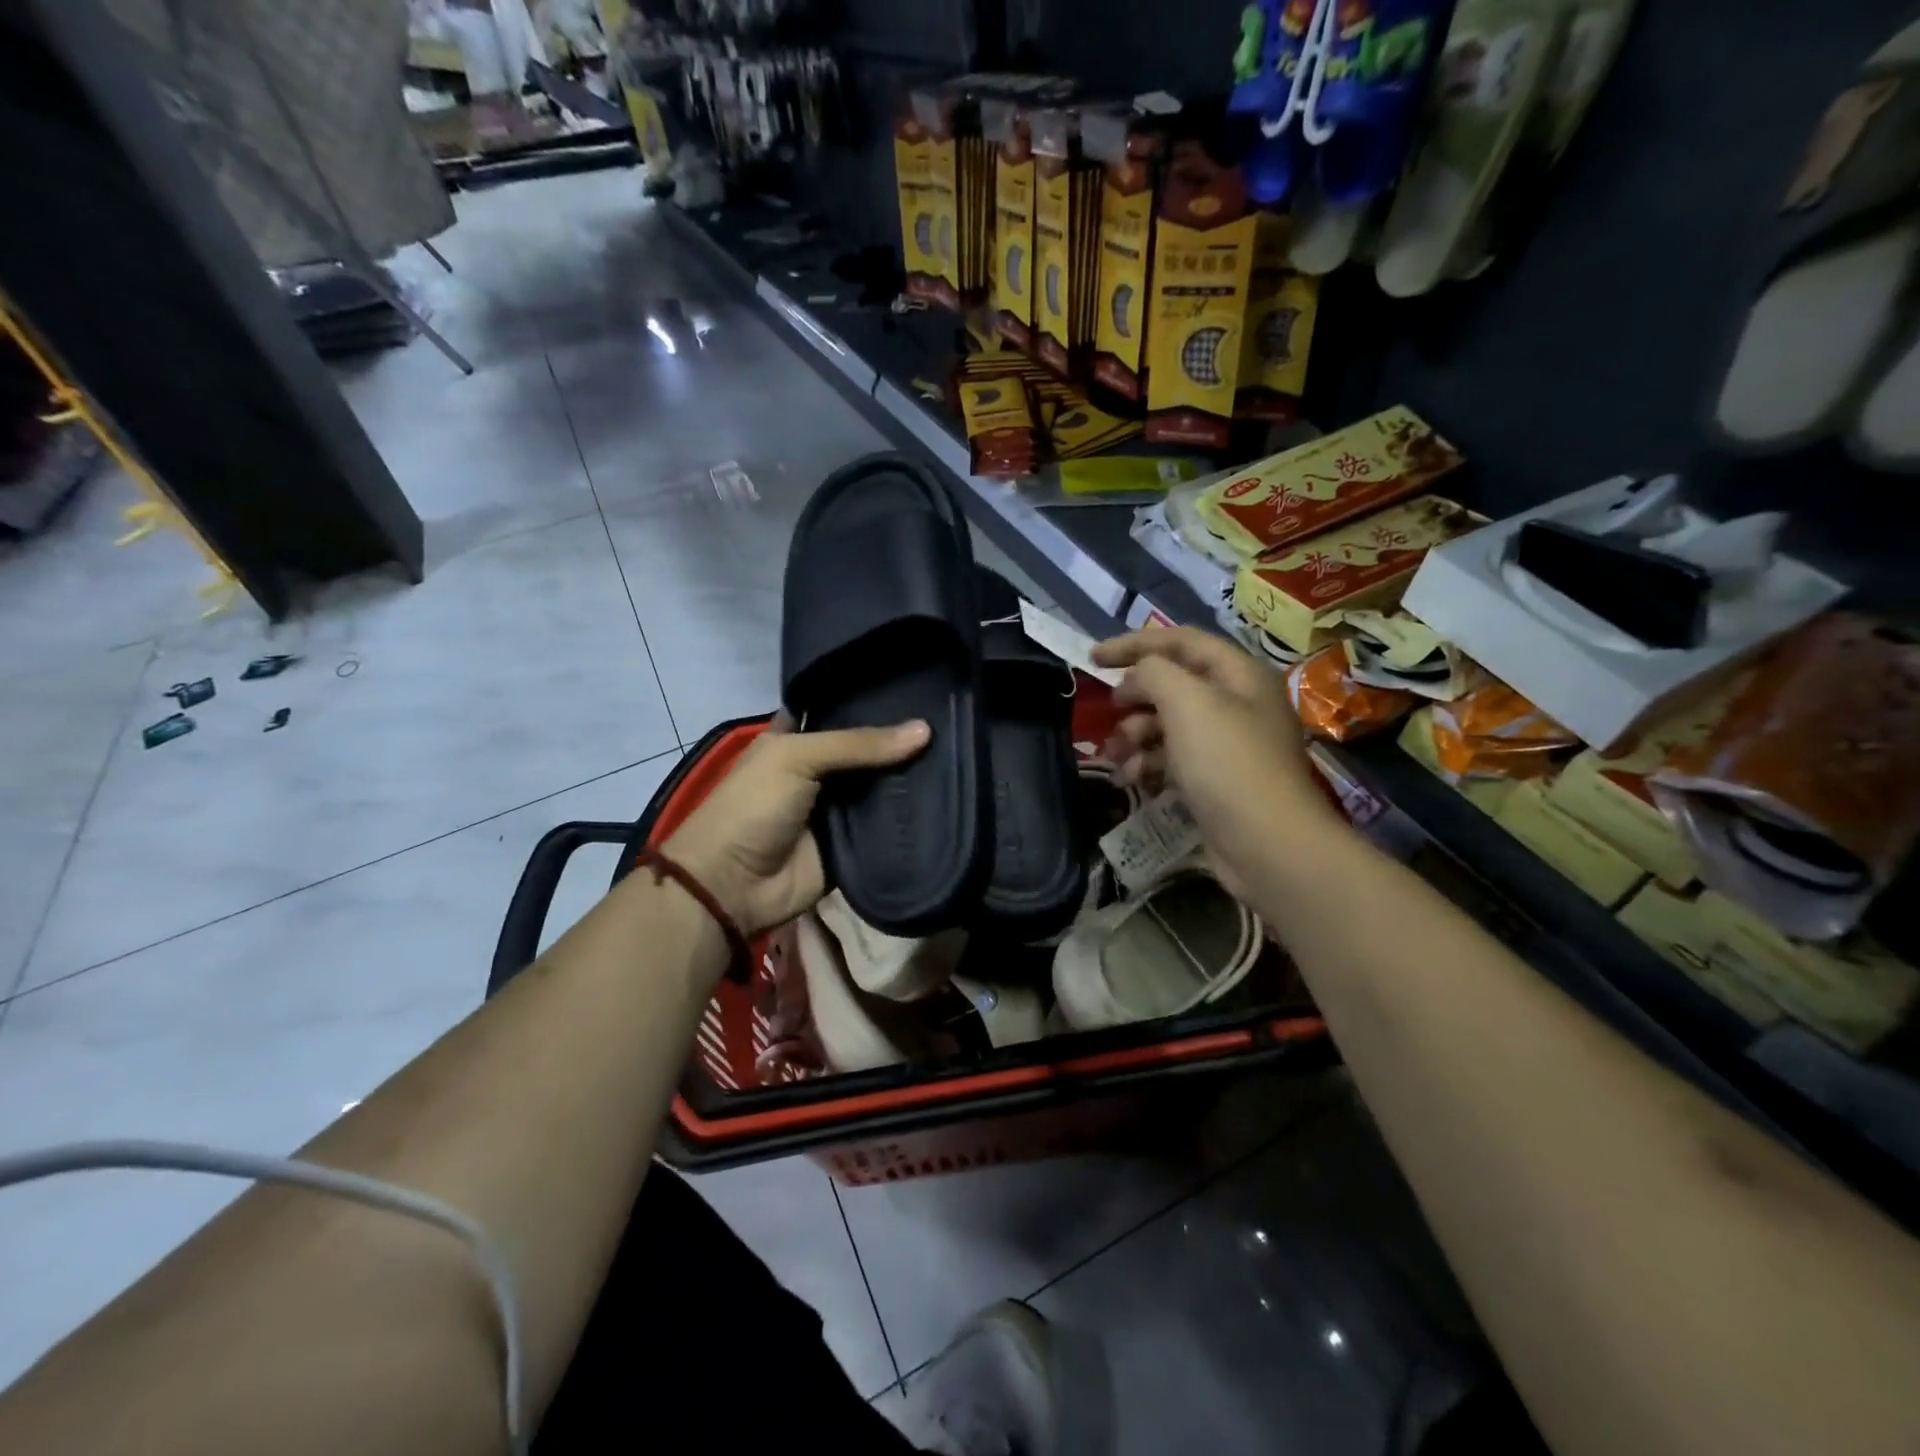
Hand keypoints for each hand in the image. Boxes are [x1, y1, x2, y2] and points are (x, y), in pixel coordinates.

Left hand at [663, 714, 929, 936]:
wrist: (734, 886)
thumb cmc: (753, 807)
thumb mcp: (797, 758)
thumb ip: (858, 744)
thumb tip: (925, 730)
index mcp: (798, 741)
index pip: (841, 712)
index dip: (872, 701)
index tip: (918, 688)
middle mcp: (822, 772)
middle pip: (869, 752)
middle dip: (903, 741)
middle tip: (952, 721)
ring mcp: (839, 811)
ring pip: (883, 789)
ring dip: (913, 780)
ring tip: (960, 754)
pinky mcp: (853, 847)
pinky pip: (888, 829)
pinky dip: (911, 820)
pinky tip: (949, 800)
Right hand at [1092, 627, 1343, 898]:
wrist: (1267, 844)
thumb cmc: (1227, 763)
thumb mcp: (1187, 702)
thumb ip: (1153, 673)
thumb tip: (1136, 678)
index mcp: (1238, 674)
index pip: (1181, 641)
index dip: (1135, 644)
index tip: (1093, 658)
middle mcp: (1237, 703)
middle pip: (1173, 684)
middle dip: (1135, 696)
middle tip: (1108, 710)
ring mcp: (1228, 745)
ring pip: (1169, 724)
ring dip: (1135, 734)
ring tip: (1115, 755)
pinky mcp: (1216, 781)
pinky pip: (1174, 759)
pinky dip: (1149, 764)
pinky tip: (1131, 779)